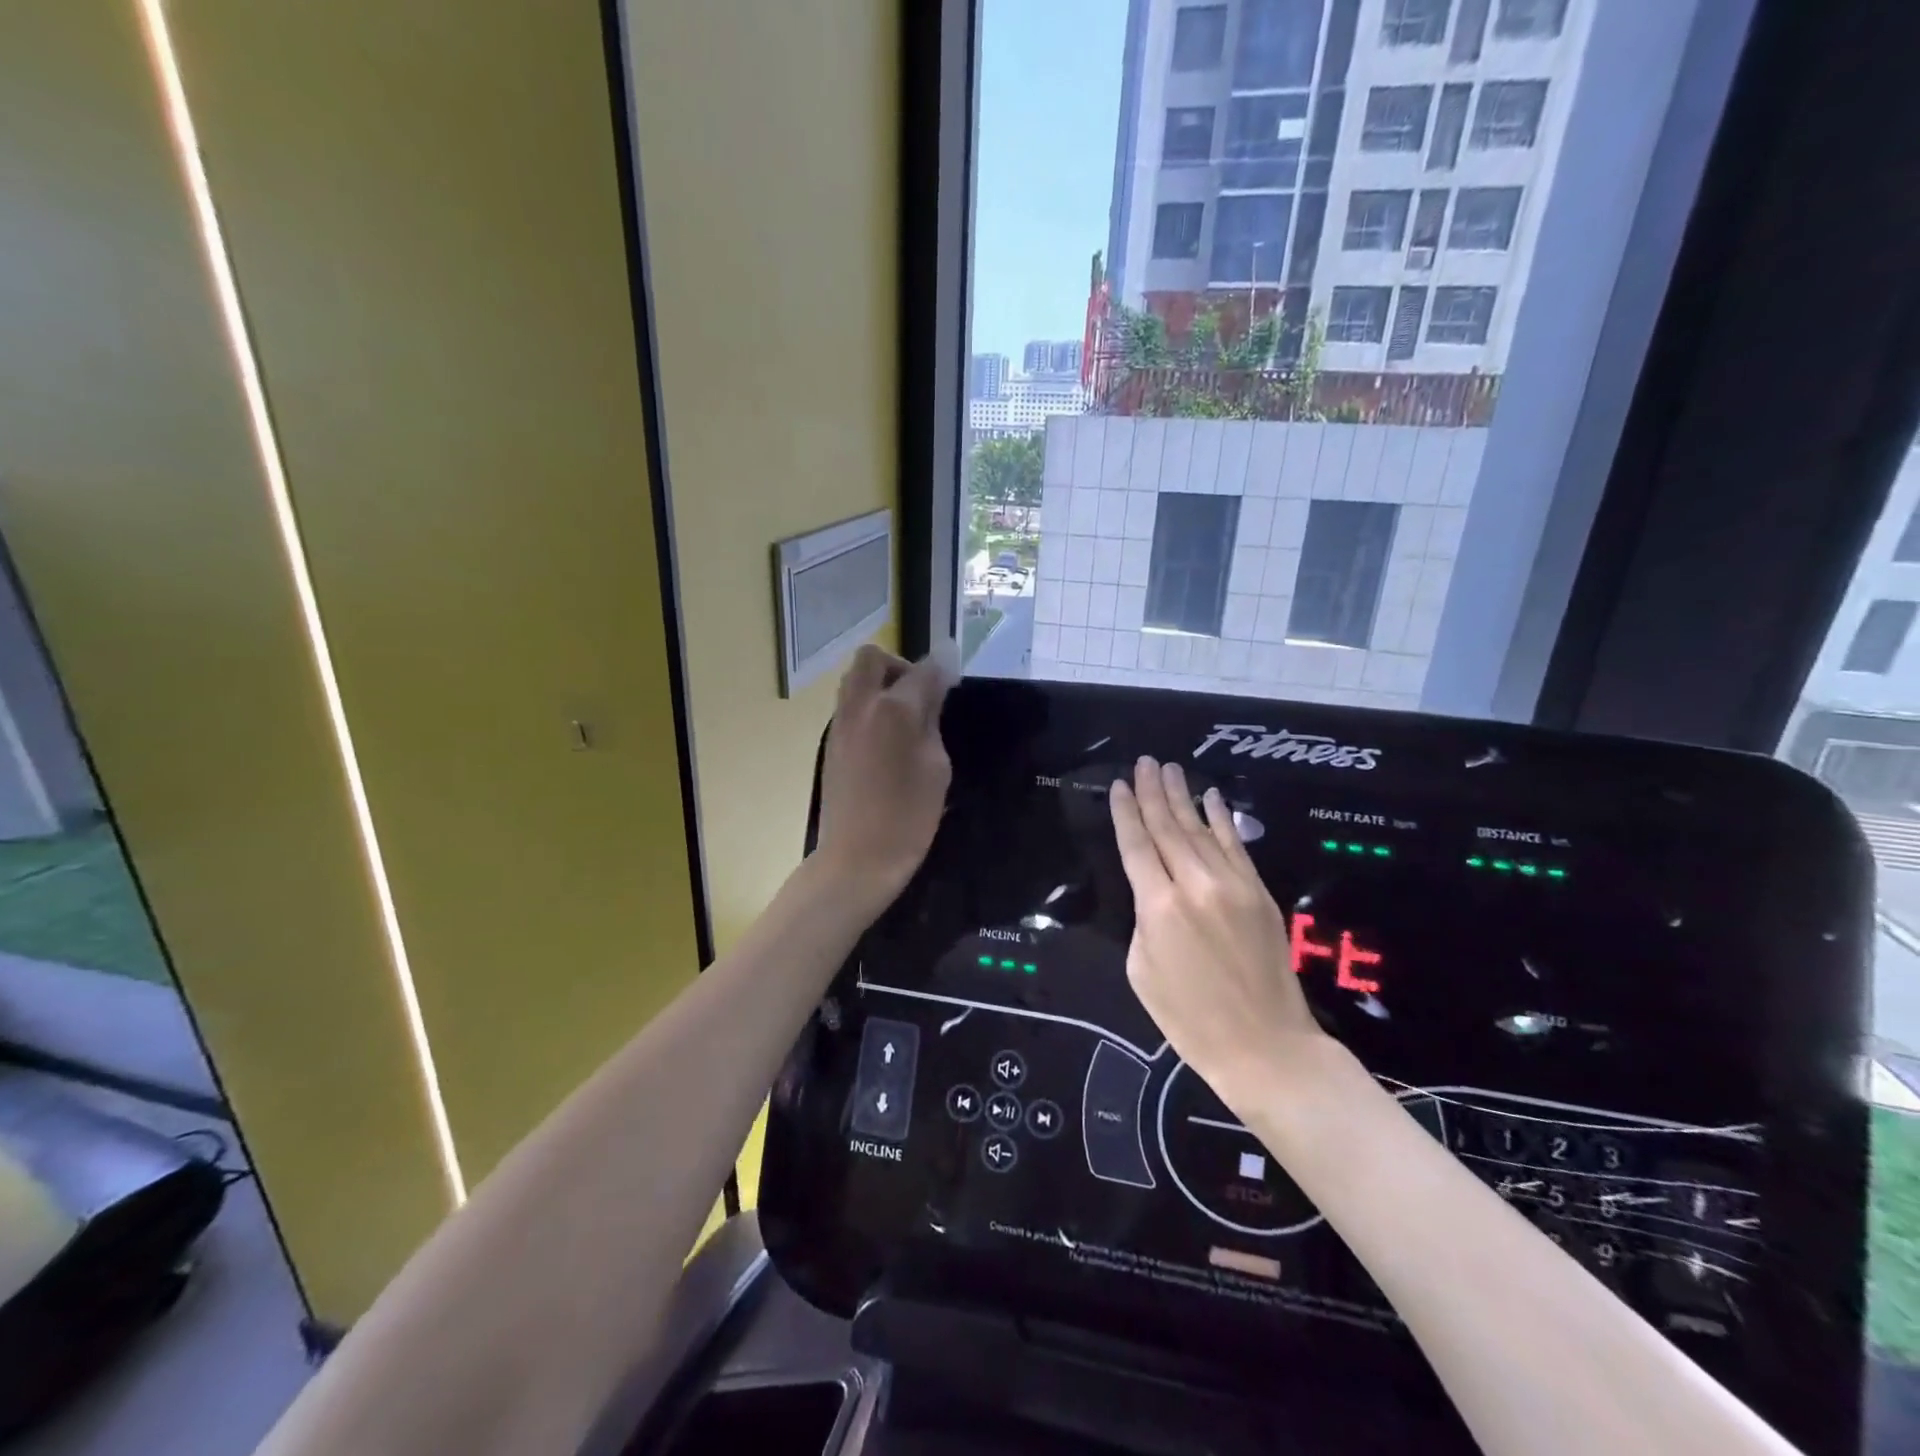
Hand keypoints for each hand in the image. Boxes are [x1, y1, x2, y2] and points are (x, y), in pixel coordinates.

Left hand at [812, 643, 954, 905]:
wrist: (856, 858)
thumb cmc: (908, 817)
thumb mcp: (936, 767)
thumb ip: (932, 720)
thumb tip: (934, 687)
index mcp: (894, 710)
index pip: (923, 670)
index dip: (943, 667)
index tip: (955, 675)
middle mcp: (861, 706)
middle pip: (873, 657)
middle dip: (899, 665)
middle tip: (920, 694)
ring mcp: (840, 723)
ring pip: (855, 679)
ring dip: (880, 684)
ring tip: (904, 718)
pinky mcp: (830, 743)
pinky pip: (848, 705)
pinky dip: (868, 706)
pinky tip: (886, 740)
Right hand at [1110, 757, 1323, 1109]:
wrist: (1264, 1045)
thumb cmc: (1189, 1018)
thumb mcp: (1142, 970)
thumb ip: (1143, 919)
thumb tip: (1153, 892)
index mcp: (1159, 906)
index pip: (1136, 845)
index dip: (1126, 813)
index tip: (1119, 785)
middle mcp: (1196, 884)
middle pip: (1168, 827)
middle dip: (1153, 793)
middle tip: (1144, 762)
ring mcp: (1233, 885)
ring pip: (1201, 829)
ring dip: (1183, 797)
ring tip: (1169, 769)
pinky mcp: (1259, 892)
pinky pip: (1236, 845)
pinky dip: (1222, 819)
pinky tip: (1212, 798)